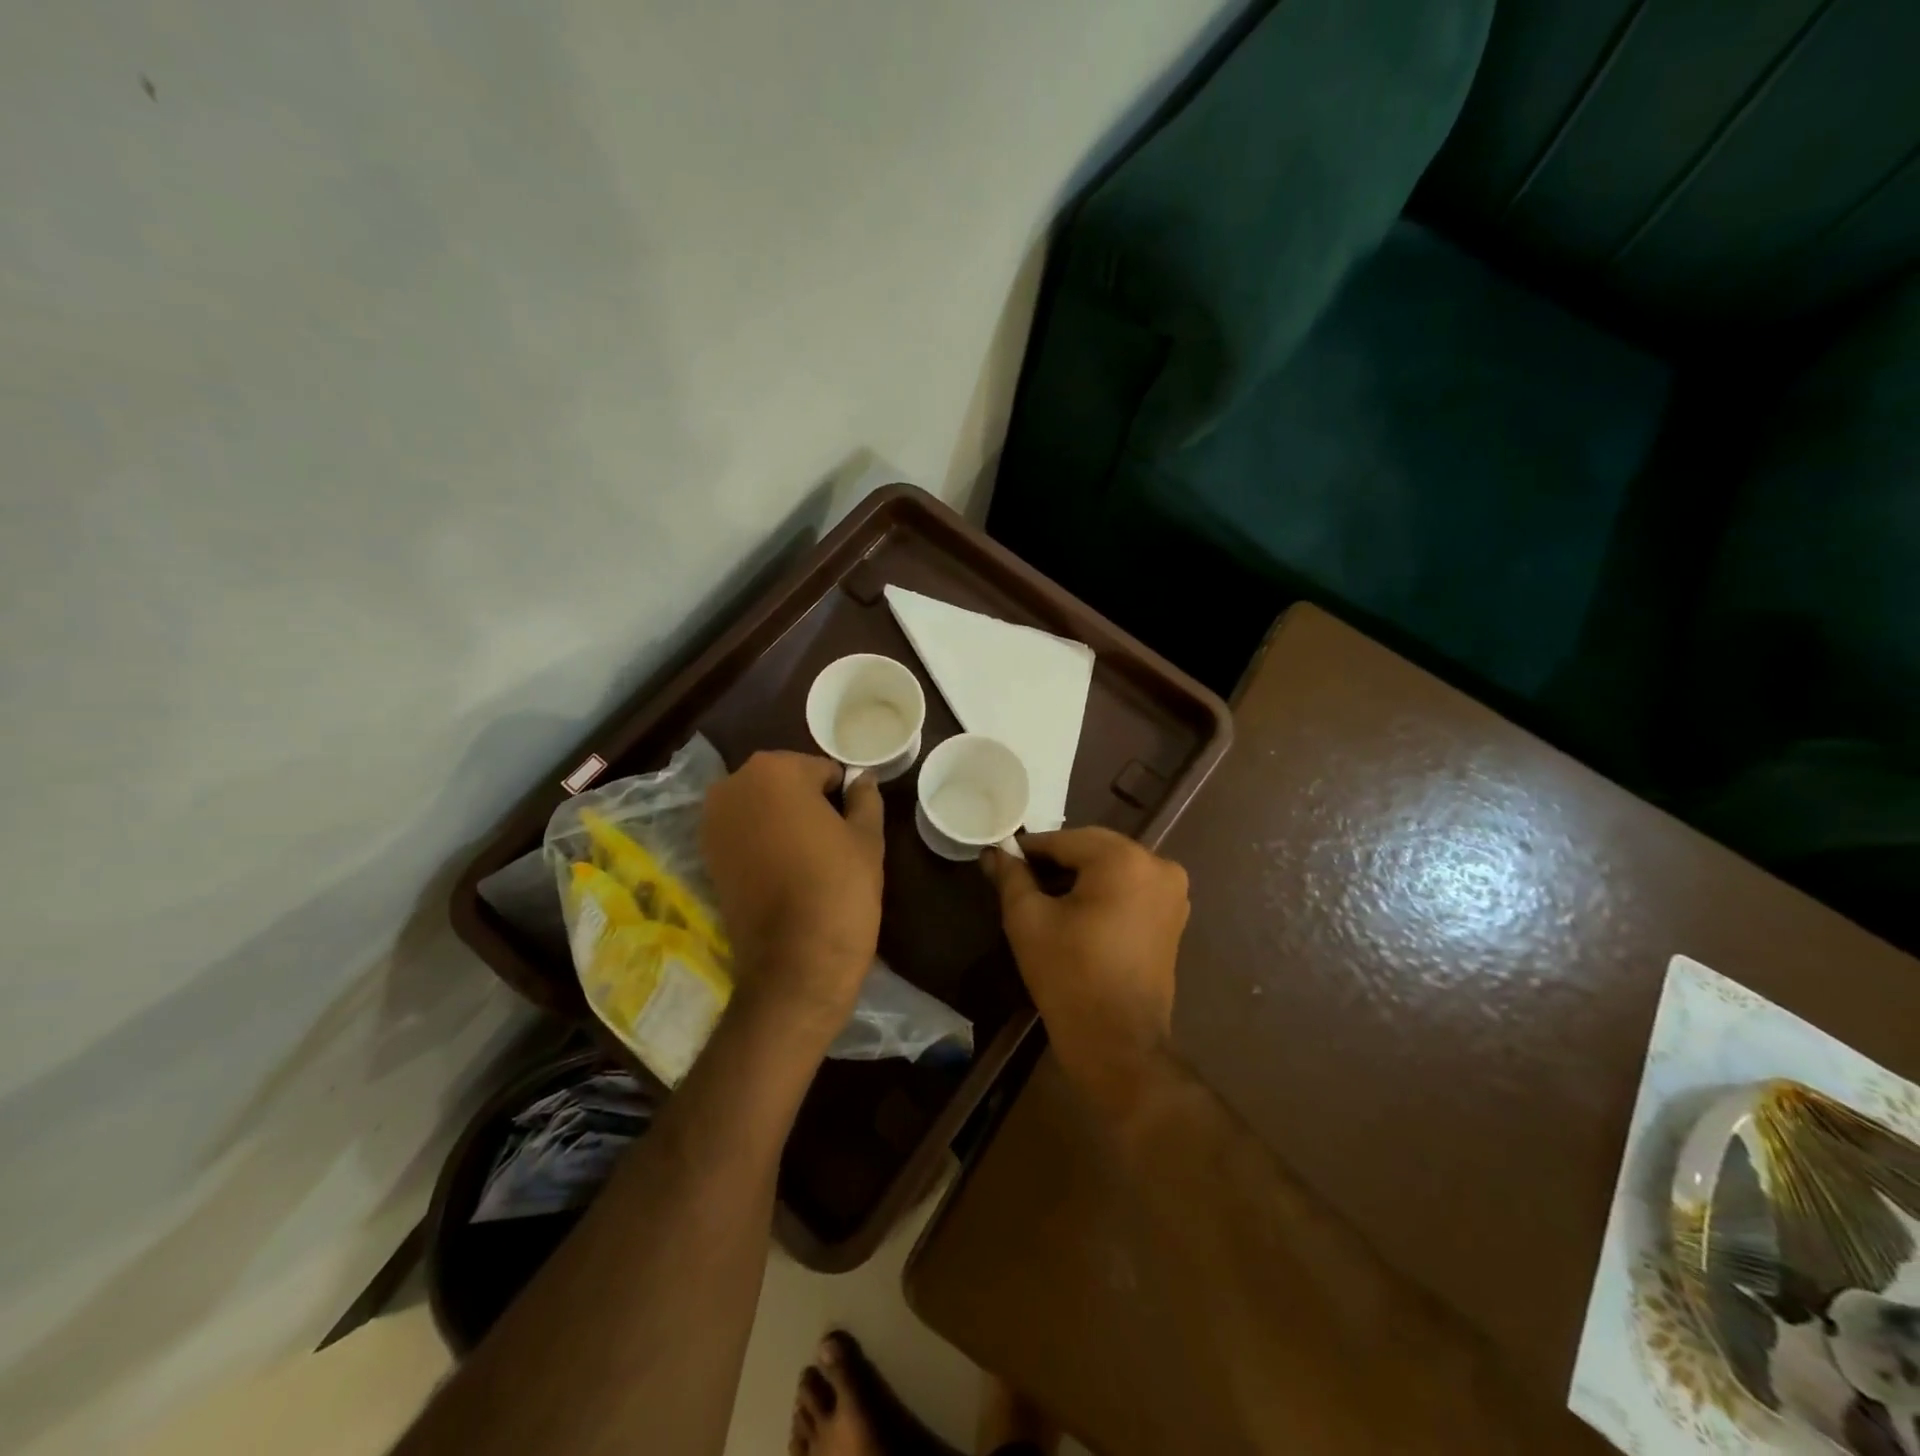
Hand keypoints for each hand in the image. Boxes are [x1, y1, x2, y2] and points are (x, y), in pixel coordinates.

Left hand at [701, 751, 883, 1034]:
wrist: (796, 962)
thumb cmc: (839, 888)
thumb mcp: (866, 838)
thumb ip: (864, 798)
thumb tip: (862, 778)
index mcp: (774, 770)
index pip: (820, 770)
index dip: (840, 796)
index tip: (850, 824)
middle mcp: (733, 786)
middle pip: (783, 783)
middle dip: (806, 802)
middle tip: (831, 840)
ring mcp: (712, 823)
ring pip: (760, 807)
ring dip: (781, 821)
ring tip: (807, 857)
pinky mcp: (705, 858)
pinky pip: (742, 834)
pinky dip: (760, 842)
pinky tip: (783, 871)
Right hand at [981, 827, 1187, 1088]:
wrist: (1118, 1043)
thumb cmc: (1069, 976)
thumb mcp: (1028, 920)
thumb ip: (1011, 876)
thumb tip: (993, 852)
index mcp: (1124, 860)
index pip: (1064, 840)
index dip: (1029, 849)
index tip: (1002, 858)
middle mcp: (1158, 865)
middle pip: (1093, 848)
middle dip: (1056, 859)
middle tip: (1020, 876)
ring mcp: (1173, 891)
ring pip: (1113, 866)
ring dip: (1080, 874)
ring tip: (1044, 894)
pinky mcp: (1174, 916)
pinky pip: (1131, 886)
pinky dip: (1104, 890)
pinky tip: (1076, 909)